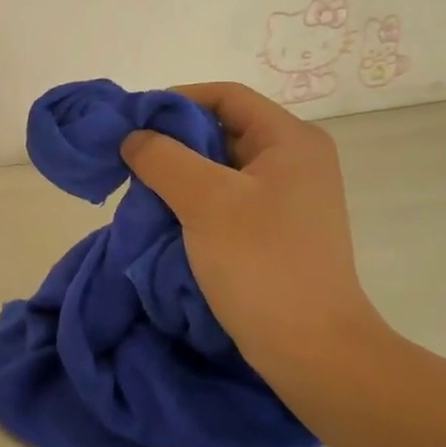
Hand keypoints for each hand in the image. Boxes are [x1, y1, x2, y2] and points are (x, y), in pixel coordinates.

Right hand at [120, 82, 385, 380]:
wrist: (312, 350)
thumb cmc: (261, 263)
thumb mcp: (205, 201)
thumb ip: (162, 158)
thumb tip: (134, 138)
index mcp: (290, 140)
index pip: (226, 96)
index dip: (176, 100)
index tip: (133, 124)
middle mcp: (294, 160)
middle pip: (223, 129)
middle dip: (174, 142)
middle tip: (133, 162)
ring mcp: (288, 198)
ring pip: (221, 168)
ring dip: (180, 175)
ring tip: (144, 193)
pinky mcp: (276, 231)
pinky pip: (228, 199)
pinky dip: (194, 202)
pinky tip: (167, 220)